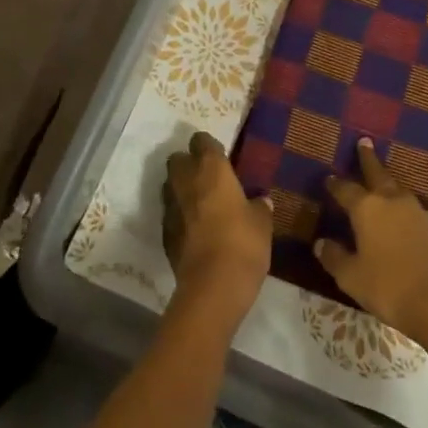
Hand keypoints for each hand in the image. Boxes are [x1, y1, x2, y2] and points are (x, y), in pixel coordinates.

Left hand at [162, 133, 272, 330]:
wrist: (212, 287)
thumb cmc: (243, 243)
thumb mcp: (262, 223)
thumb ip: (260, 207)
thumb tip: (261, 201)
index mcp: (211, 169)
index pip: (201, 141)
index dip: (209, 147)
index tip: (221, 157)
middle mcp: (186, 180)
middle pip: (177, 159)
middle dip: (188, 164)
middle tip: (207, 179)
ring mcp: (171, 207)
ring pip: (170, 186)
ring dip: (180, 189)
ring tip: (199, 204)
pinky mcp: (164, 233)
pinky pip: (170, 214)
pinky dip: (179, 216)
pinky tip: (193, 230)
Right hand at [319, 139, 427, 343]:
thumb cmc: (389, 288)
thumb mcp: (351, 277)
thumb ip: (334, 258)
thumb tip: (321, 243)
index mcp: (367, 209)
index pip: (346, 189)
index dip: (336, 184)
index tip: (329, 178)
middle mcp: (392, 202)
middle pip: (378, 173)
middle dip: (368, 158)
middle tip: (364, 142)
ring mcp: (419, 212)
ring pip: (399, 191)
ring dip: (389, 185)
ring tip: (384, 184)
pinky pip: (416, 213)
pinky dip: (406, 212)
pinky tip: (405, 223)